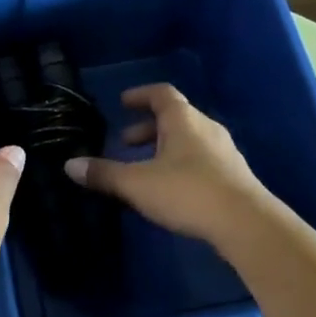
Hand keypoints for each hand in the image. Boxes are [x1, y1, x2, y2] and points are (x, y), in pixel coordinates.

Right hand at [63, 84, 270, 243]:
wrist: (245, 223)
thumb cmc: (187, 192)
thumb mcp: (137, 184)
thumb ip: (104, 174)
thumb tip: (70, 165)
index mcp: (183, 119)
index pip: (161, 94)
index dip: (140, 95)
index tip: (123, 103)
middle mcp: (206, 127)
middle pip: (175, 117)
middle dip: (147, 128)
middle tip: (125, 142)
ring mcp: (224, 151)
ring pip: (189, 139)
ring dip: (164, 147)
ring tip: (145, 168)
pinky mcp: (233, 175)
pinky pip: (201, 158)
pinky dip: (181, 163)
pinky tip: (171, 188)